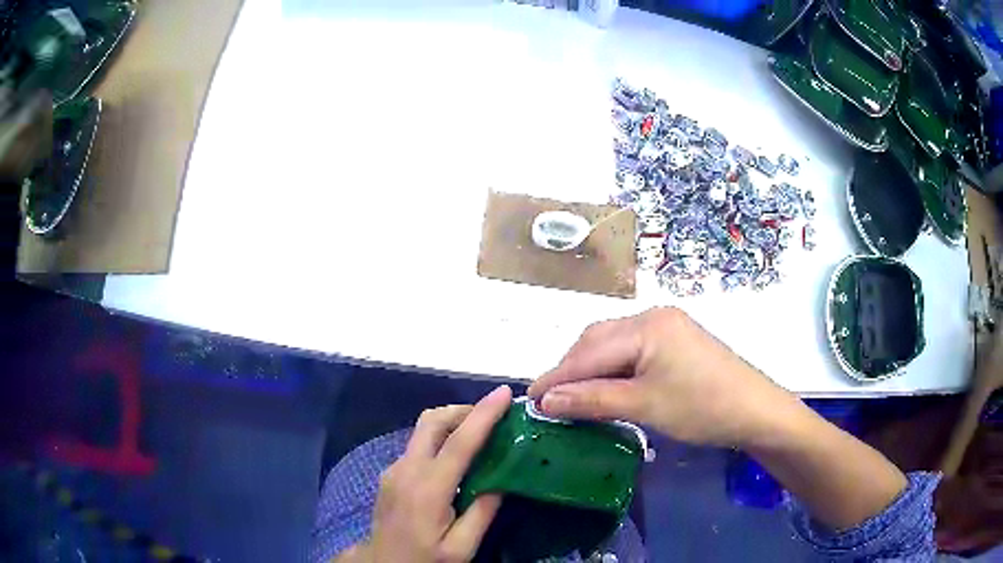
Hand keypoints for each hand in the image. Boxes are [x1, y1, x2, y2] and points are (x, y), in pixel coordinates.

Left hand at [338, 385, 512, 562]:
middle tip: (493, 417)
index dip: (483, 415)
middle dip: (464, 410)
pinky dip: (441, 439)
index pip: (459, 443)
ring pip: (423, 429)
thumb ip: (482, 513)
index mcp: (428, 489)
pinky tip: (457, 459)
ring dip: (452, 423)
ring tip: (481, 435)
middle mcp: (407, 470)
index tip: (503, 393)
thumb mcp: (460, 548)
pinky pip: (419, 445)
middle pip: (432, 421)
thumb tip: (503, 480)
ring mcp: (394, 469)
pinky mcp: (391, 473)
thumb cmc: (424, 559)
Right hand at [528, 307, 800, 447]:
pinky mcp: (676, 339)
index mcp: (646, 326)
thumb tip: (546, 401)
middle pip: (598, 340)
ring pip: (614, 344)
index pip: (589, 352)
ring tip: (573, 396)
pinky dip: (613, 368)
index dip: (556, 377)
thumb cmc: (701, 408)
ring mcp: (667, 326)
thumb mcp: (644, 406)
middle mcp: (654, 316)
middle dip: (571, 369)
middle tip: (550, 400)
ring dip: (591, 369)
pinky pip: (633, 349)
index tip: (529, 400)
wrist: (755, 410)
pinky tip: (606, 386)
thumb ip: (592, 400)